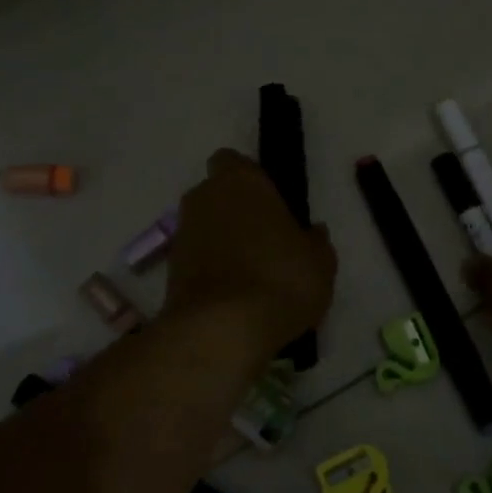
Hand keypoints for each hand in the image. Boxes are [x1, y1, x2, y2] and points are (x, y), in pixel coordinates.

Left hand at [163, 149, 336, 356]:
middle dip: (237, 212)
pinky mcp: (170, 271)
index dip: (251, 179)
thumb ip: (315, 241)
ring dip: (224, 243)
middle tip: (267, 241)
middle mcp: (204, 197)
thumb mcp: (320, 261)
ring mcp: (182, 234)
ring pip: (206, 228)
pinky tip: (236, 298)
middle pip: (218, 195)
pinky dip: (213, 271)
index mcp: (240, 180)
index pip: (234, 161)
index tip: (272, 203)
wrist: (220, 331)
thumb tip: (312, 233)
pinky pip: (198, 260)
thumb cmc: (279, 278)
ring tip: (254, 277)